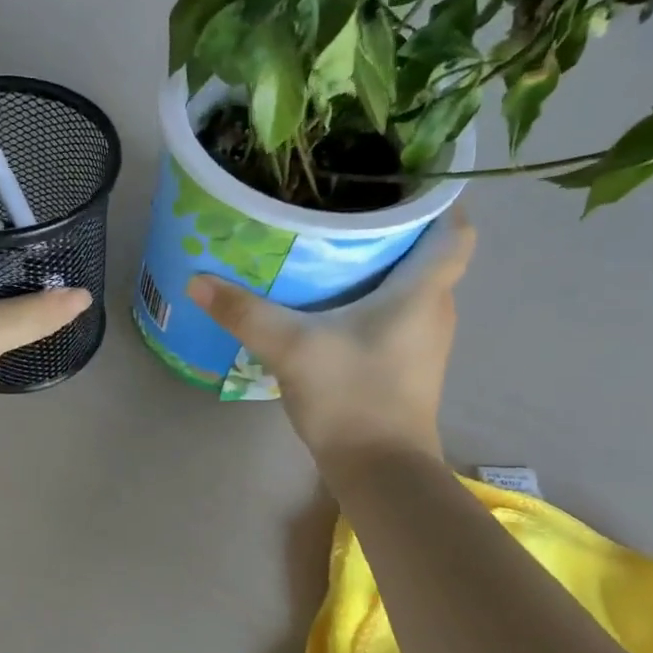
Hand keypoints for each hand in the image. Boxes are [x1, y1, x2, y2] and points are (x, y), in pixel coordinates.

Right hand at [187, 208, 475, 463]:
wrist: (380, 471)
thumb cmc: (351, 397)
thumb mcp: (291, 347)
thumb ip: (244, 312)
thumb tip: (197, 280)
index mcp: (423, 291)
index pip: (455, 230)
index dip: (439, 200)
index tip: (403, 181)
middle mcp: (435, 310)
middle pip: (427, 254)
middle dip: (393, 228)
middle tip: (346, 206)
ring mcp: (424, 342)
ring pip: (412, 286)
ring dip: (382, 265)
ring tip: (334, 246)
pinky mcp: (408, 366)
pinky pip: (397, 315)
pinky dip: (373, 299)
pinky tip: (332, 302)